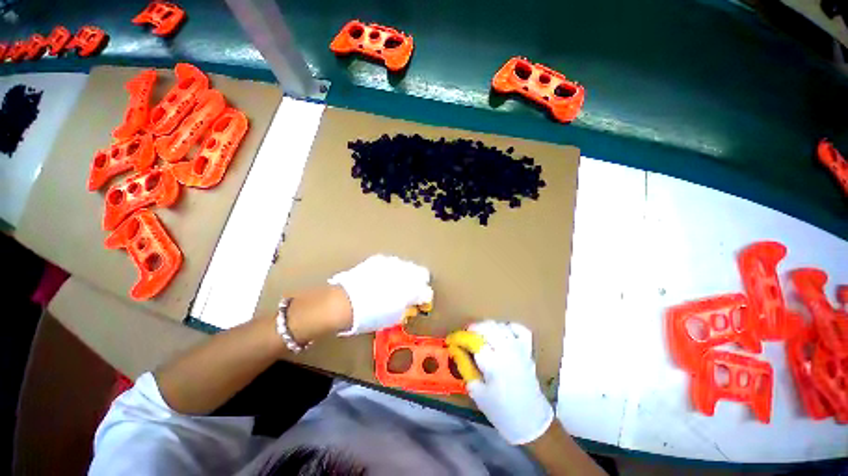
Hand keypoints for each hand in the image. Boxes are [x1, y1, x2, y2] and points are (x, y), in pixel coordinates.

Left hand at [328, 254, 432, 334]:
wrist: (345, 302)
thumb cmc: (370, 315)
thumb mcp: (393, 317)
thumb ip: (406, 307)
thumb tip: (409, 304)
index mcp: (413, 288)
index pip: (427, 291)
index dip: (423, 297)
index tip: (419, 302)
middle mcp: (406, 271)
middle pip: (421, 273)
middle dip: (417, 282)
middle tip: (409, 292)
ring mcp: (392, 262)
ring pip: (406, 266)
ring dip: (404, 274)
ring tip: (394, 284)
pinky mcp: (379, 259)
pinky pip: (391, 263)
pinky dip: (390, 270)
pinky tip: (382, 278)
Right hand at [463, 321, 553, 444]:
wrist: (531, 421)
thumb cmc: (501, 411)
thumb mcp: (478, 393)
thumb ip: (465, 369)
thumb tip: (456, 351)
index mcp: (493, 364)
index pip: (473, 341)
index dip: (460, 338)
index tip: (452, 340)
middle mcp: (507, 351)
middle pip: (487, 328)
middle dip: (473, 329)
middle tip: (465, 338)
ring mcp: (519, 349)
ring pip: (500, 326)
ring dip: (488, 327)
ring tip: (480, 335)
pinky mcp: (527, 351)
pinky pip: (520, 330)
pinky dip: (510, 327)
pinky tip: (502, 332)